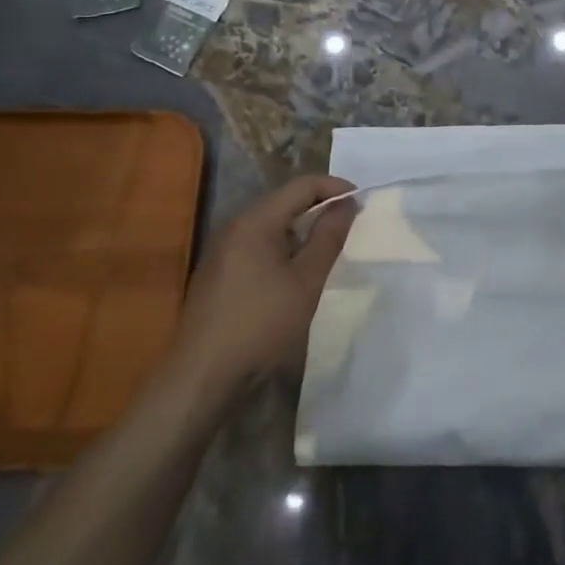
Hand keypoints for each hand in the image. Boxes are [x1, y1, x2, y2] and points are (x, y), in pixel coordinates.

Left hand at [167, 175, 356, 397]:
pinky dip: (283, 247)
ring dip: (302, 229)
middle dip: (320, 206)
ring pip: (271, 224)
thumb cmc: (260, 325)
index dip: (336, 188)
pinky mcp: (218, 274)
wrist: (201, 379)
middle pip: (285, 201)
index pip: (302, 185)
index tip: (362, 204)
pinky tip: (296, 272)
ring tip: (329, 248)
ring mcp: (222, 251)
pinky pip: (258, 245)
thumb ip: (329, 237)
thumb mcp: (306, 281)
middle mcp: (235, 226)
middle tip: (350, 225)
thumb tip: (347, 204)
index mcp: (255, 221)